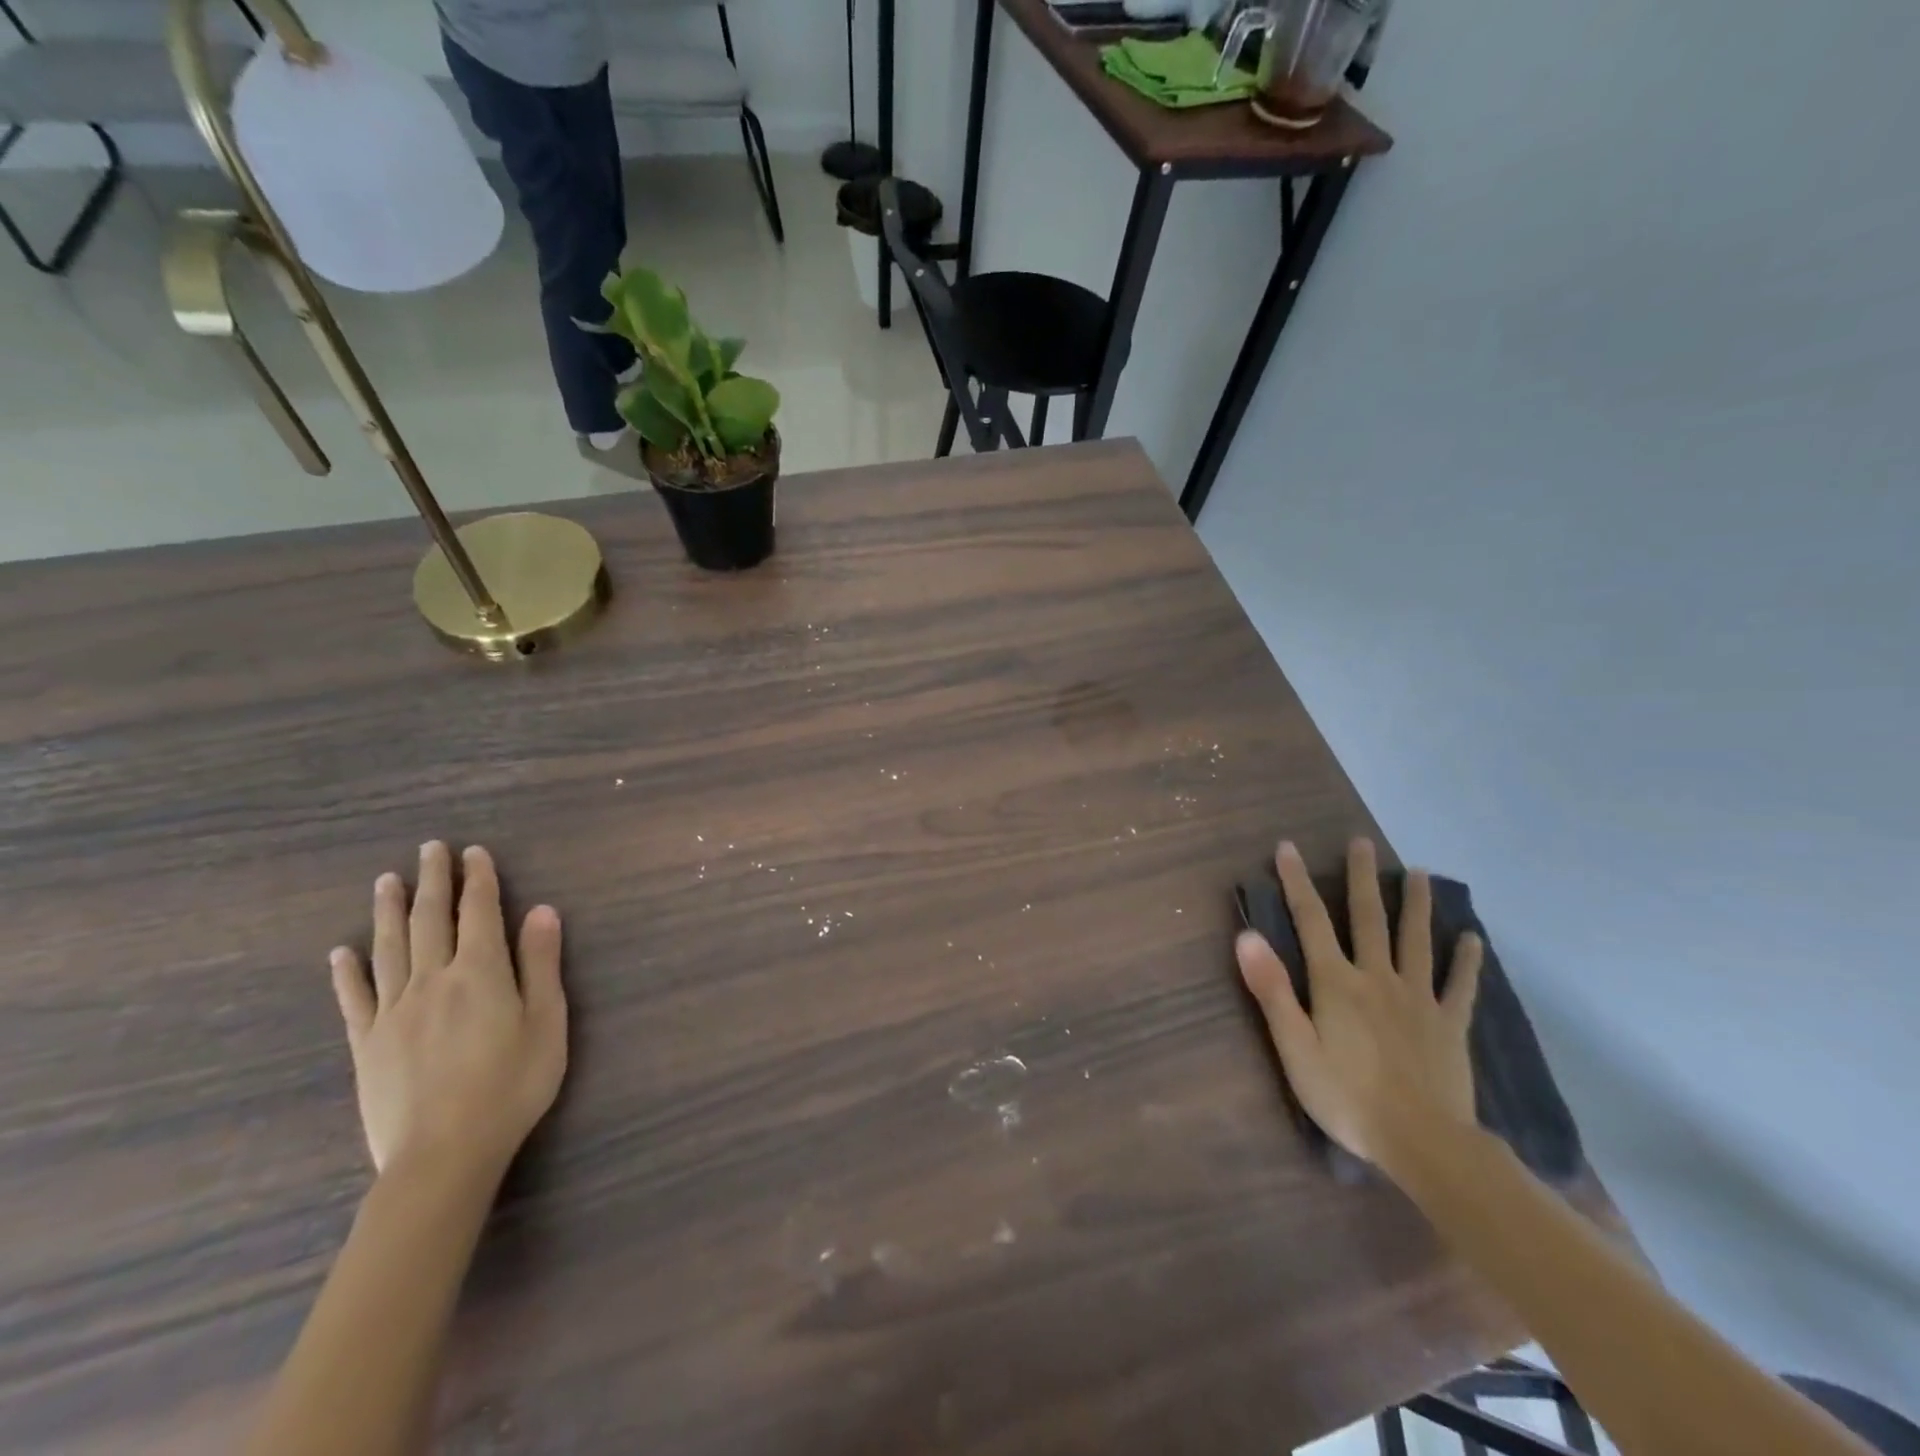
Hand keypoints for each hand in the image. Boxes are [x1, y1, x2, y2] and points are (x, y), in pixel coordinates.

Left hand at [330, 843, 567, 1184]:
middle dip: (434, 881)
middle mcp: (433, 980)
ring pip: (390, 948)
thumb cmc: (512, 1084)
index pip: (480, 912)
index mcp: (481, 972)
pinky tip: (342, 951)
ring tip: (387, 881)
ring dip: (390, 911)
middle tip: (430, 849)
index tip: (474, 852)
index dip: (479, 879)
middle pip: (432, 920)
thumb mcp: (547, 1021)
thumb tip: (541, 910)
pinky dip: (347, 971)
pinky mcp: (368, 1043)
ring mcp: (394, 1011)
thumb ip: (542, 963)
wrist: (444, 1153)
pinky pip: (355, 998)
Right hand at [1235, 838, 1481, 1176]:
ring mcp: (1418, 999)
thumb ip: (1272, 990)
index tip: (1288, 848)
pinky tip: (1472, 939)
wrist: (1423, 1143)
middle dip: (1362, 878)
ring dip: (1416, 904)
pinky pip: (1459, 986)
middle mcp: (1377, 978)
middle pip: (1368, 919)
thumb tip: (1247, 936)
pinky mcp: (1449, 1024)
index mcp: (1336, 982)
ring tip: (1420, 873)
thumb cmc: (1346, 1097)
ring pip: (1416, 941)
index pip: (1311, 920)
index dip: (1297, 882)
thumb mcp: (1294, 1047)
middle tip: (1362, 843)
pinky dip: (1466, 961)